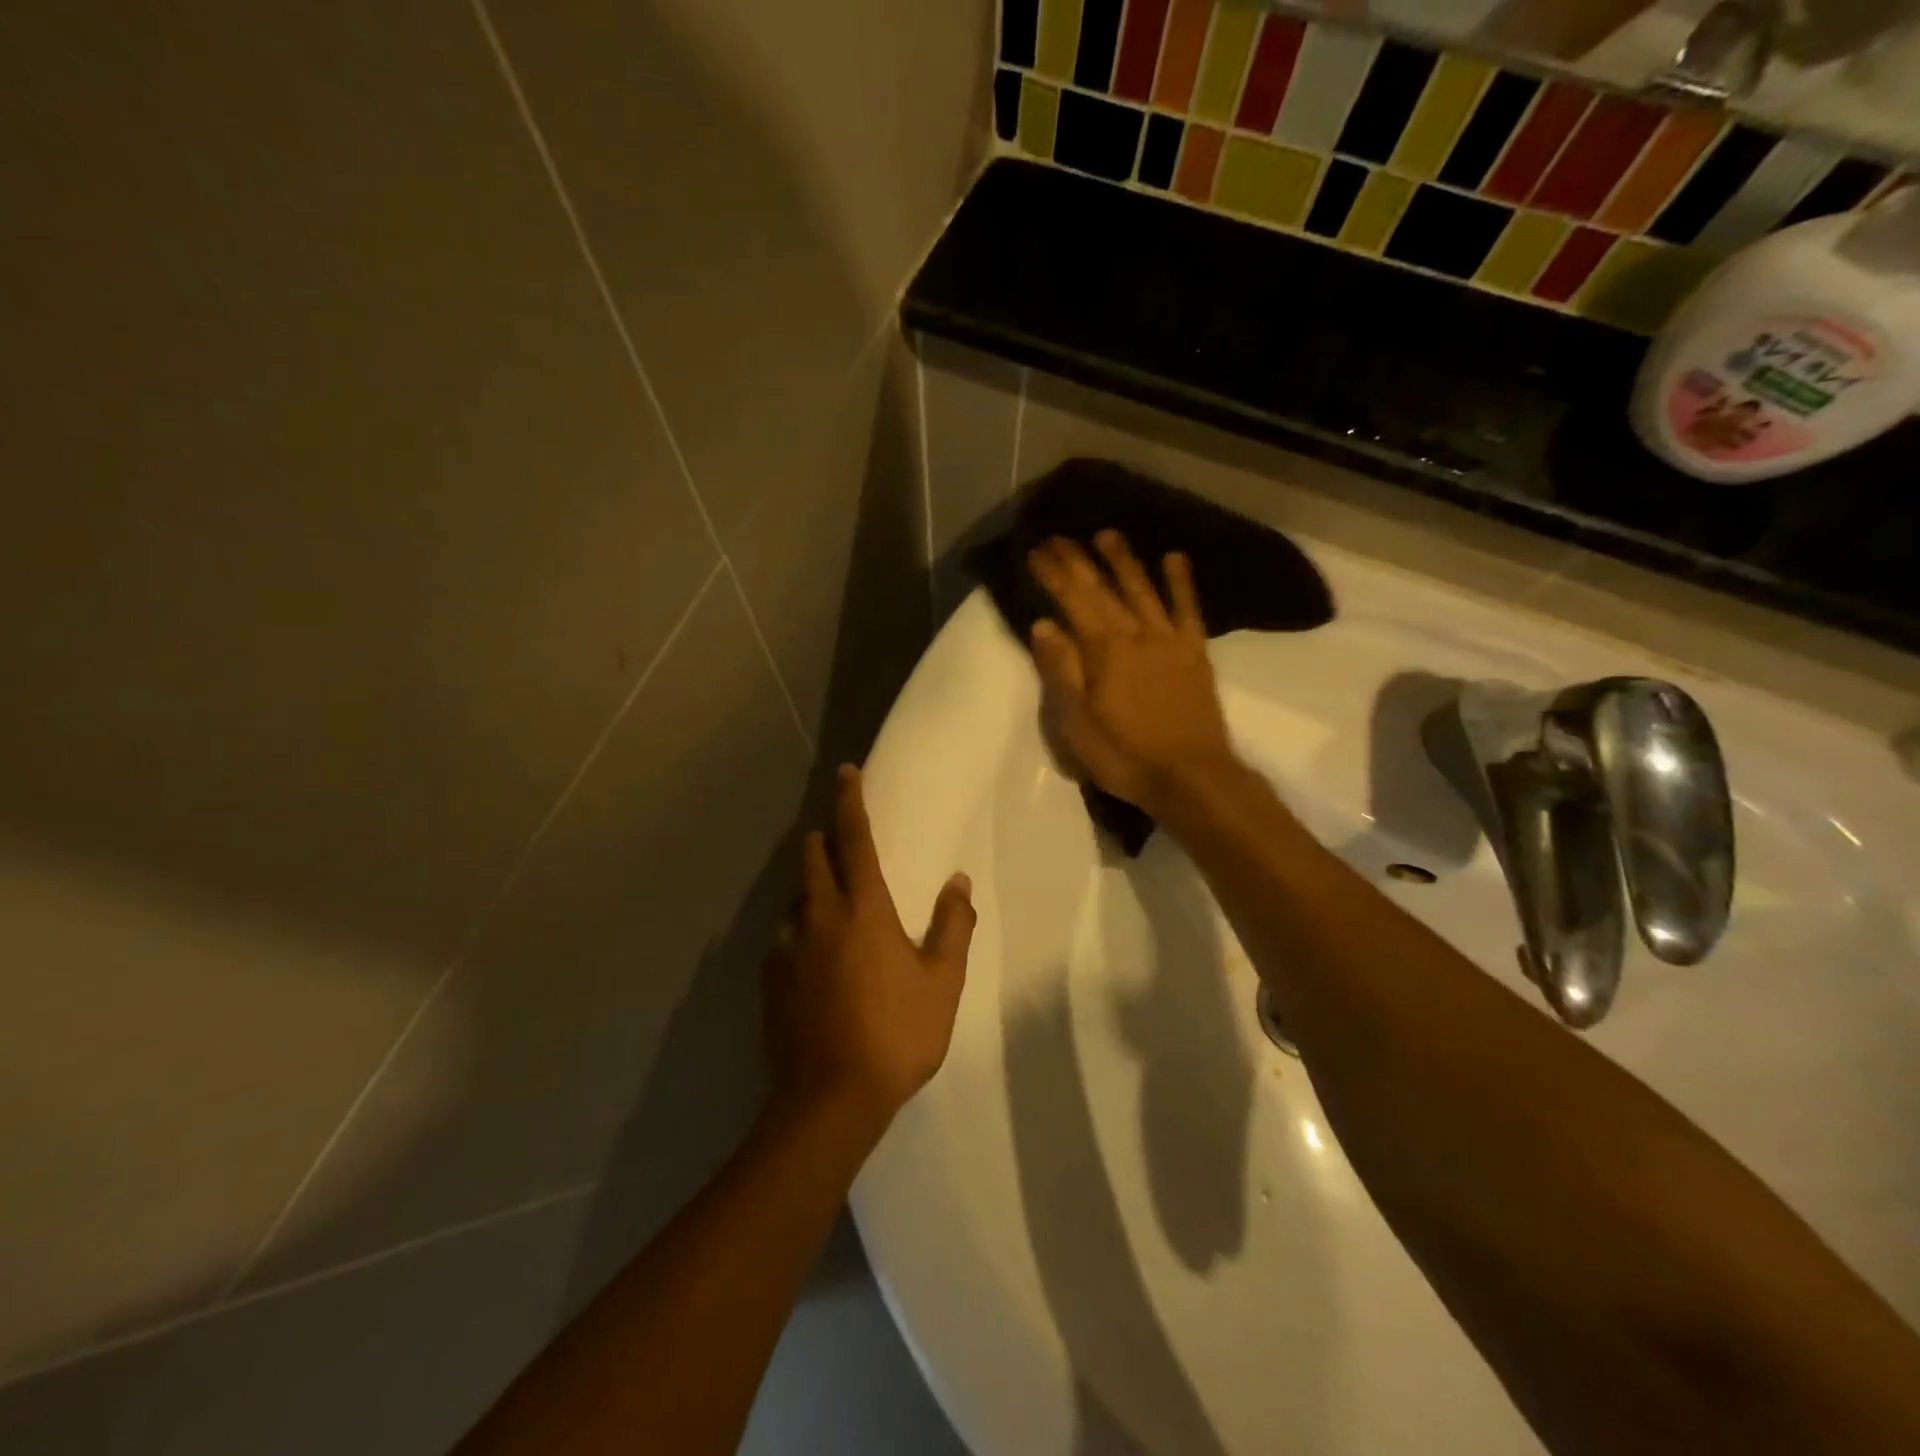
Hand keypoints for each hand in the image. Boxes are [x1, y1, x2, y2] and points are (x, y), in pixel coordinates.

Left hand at [761, 766, 975, 1138]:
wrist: (830, 1100)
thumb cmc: (897, 1034)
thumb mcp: (942, 982)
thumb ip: (953, 926)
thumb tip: (959, 881)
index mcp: (864, 909)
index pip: (855, 839)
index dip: (850, 801)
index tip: (846, 771)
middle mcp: (819, 917)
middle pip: (812, 858)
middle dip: (824, 840)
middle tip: (841, 842)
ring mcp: (788, 949)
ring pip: (796, 900)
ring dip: (812, 890)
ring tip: (832, 908)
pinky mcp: (770, 981)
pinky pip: (784, 941)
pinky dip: (800, 935)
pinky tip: (814, 963)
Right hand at [1026, 531, 1240, 819]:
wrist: (1191, 777)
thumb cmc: (1125, 755)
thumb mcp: (1078, 723)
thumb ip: (1062, 670)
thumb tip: (1044, 625)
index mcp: (1104, 651)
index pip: (1073, 601)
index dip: (1054, 575)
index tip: (1037, 552)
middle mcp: (1136, 635)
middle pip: (1104, 589)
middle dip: (1080, 560)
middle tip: (1060, 536)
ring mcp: (1169, 641)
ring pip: (1143, 590)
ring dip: (1124, 561)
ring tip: (1107, 535)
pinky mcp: (1194, 653)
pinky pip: (1187, 609)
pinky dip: (1181, 583)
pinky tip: (1174, 559)